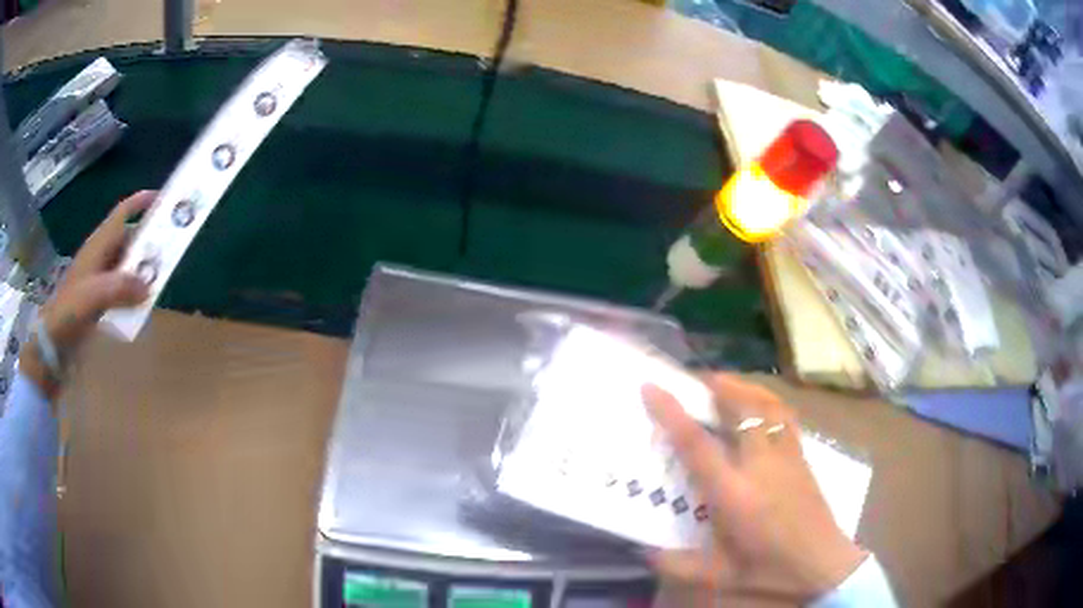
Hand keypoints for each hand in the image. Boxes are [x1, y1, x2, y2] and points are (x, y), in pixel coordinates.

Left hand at [20, 191, 154, 400]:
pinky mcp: (98, 300)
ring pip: (125, 264)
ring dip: (141, 269)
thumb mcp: (93, 297)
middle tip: (169, 247)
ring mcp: (98, 279)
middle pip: (127, 238)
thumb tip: (149, 285)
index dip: (141, 202)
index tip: (163, 200)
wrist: (53, 344)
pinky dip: (133, 291)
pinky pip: (121, 288)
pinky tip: (142, 305)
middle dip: (147, 240)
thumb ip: (120, 288)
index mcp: (98, 246)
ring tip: (160, 277)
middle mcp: (100, 257)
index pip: (122, 214)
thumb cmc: (69, 312)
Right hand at [643, 374, 865, 602]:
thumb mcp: (720, 576)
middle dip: (717, 385)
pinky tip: (759, 406)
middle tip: (694, 379)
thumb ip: (679, 565)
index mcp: (735, 496)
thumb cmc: (770, 570)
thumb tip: (643, 552)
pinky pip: (785, 417)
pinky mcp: (803, 457)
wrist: (823, 565)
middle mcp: (761, 466)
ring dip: (744, 387)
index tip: (652, 387)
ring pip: (768, 406)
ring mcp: (787, 457)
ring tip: (725, 383)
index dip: (672, 413)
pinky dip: (768, 401)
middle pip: (742, 409)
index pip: (699, 446)